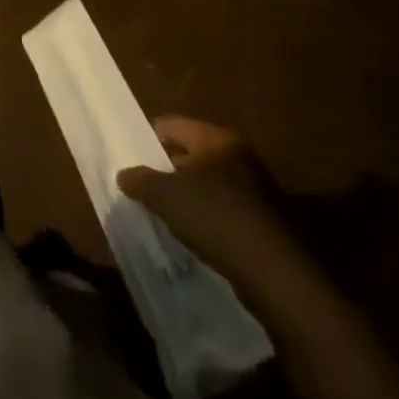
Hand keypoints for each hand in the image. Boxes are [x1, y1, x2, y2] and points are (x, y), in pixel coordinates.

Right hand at [117, 116, 280, 277]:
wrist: (274, 274)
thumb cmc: (215, 217)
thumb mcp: (165, 196)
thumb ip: (140, 180)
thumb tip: (124, 175)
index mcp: (216, 138)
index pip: (171, 125)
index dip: (147, 138)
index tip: (129, 157)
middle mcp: (238, 155)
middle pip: (190, 153)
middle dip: (166, 169)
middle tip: (142, 186)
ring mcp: (255, 188)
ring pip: (207, 183)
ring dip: (186, 196)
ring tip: (163, 213)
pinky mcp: (263, 220)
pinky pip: (223, 208)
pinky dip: (206, 217)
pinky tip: (191, 234)